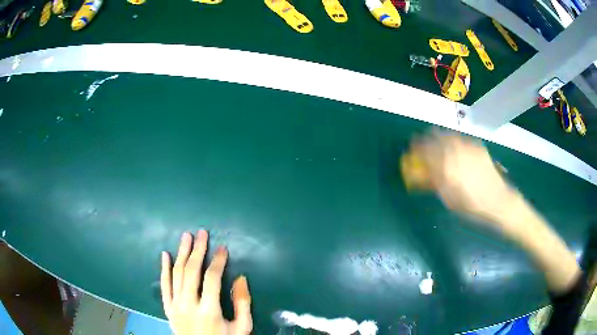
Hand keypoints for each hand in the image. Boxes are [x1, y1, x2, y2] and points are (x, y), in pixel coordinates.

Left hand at [161, 231, 251, 334]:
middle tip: (202, 233)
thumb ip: (243, 304)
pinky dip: (164, 269)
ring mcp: (175, 305)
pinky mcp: (167, 308)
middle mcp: (188, 304)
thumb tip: (241, 278)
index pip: (212, 278)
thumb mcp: (242, 328)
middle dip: (198, 250)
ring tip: (186, 236)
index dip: (218, 261)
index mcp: (209, 311)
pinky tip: (165, 254)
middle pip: (192, 271)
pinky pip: (164, 285)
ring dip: (181, 253)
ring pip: (176, 273)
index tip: (223, 248)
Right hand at [413, 131, 522, 235]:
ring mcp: (467, 146)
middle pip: (434, 135)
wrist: (498, 200)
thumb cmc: (471, 206)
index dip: (415, 147)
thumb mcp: (448, 199)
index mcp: (446, 167)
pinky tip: (457, 151)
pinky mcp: (477, 145)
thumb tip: (420, 173)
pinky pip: (460, 138)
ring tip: (439, 146)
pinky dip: (454, 142)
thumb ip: (433, 182)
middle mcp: (455, 151)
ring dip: (439, 138)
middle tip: (424, 146)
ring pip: (447, 134)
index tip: (411, 149)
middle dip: (426, 139)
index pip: (424, 149)